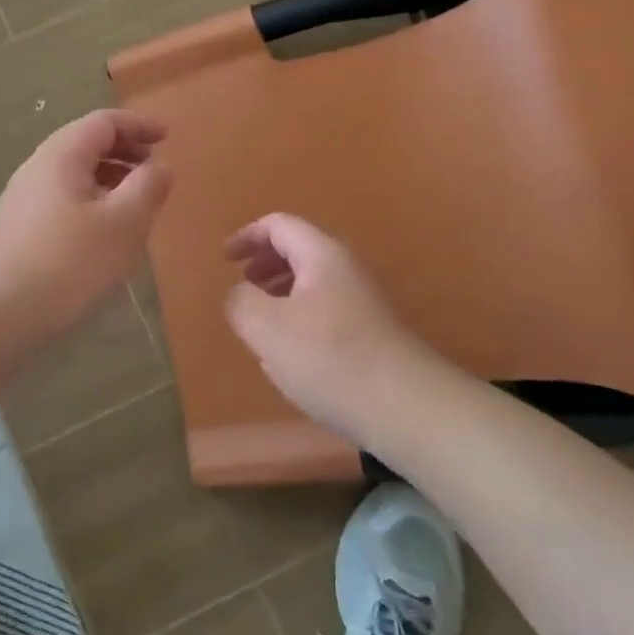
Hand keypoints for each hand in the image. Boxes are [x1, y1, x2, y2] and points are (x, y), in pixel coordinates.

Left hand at [0, 110, 171, 347]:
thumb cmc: (67, 264)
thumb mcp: (122, 225)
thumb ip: (147, 189)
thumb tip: (161, 166)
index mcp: (61, 156)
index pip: (103, 122)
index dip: (138, 125)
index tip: (167, 137)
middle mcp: (37, 169)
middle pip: (85, 145)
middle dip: (124, 152)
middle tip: (155, 171)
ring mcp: (23, 200)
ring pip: (74, 176)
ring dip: (109, 180)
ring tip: (136, 205)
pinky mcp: (18, 230)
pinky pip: (63, 201)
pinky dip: (92, 203)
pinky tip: (104, 235)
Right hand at [224, 213, 434, 443]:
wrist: (407, 409)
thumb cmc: (330, 358)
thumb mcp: (267, 327)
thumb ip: (241, 302)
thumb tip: (240, 295)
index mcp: (321, 255)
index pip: (279, 225)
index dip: (247, 236)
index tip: (225, 259)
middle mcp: (346, 269)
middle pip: (299, 250)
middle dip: (265, 262)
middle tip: (242, 285)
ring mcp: (364, 302)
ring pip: (313, 283)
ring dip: (281, 292)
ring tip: (261, 321)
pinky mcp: (372, 334)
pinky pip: (326, 311)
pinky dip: (300, 317)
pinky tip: (292, 354)